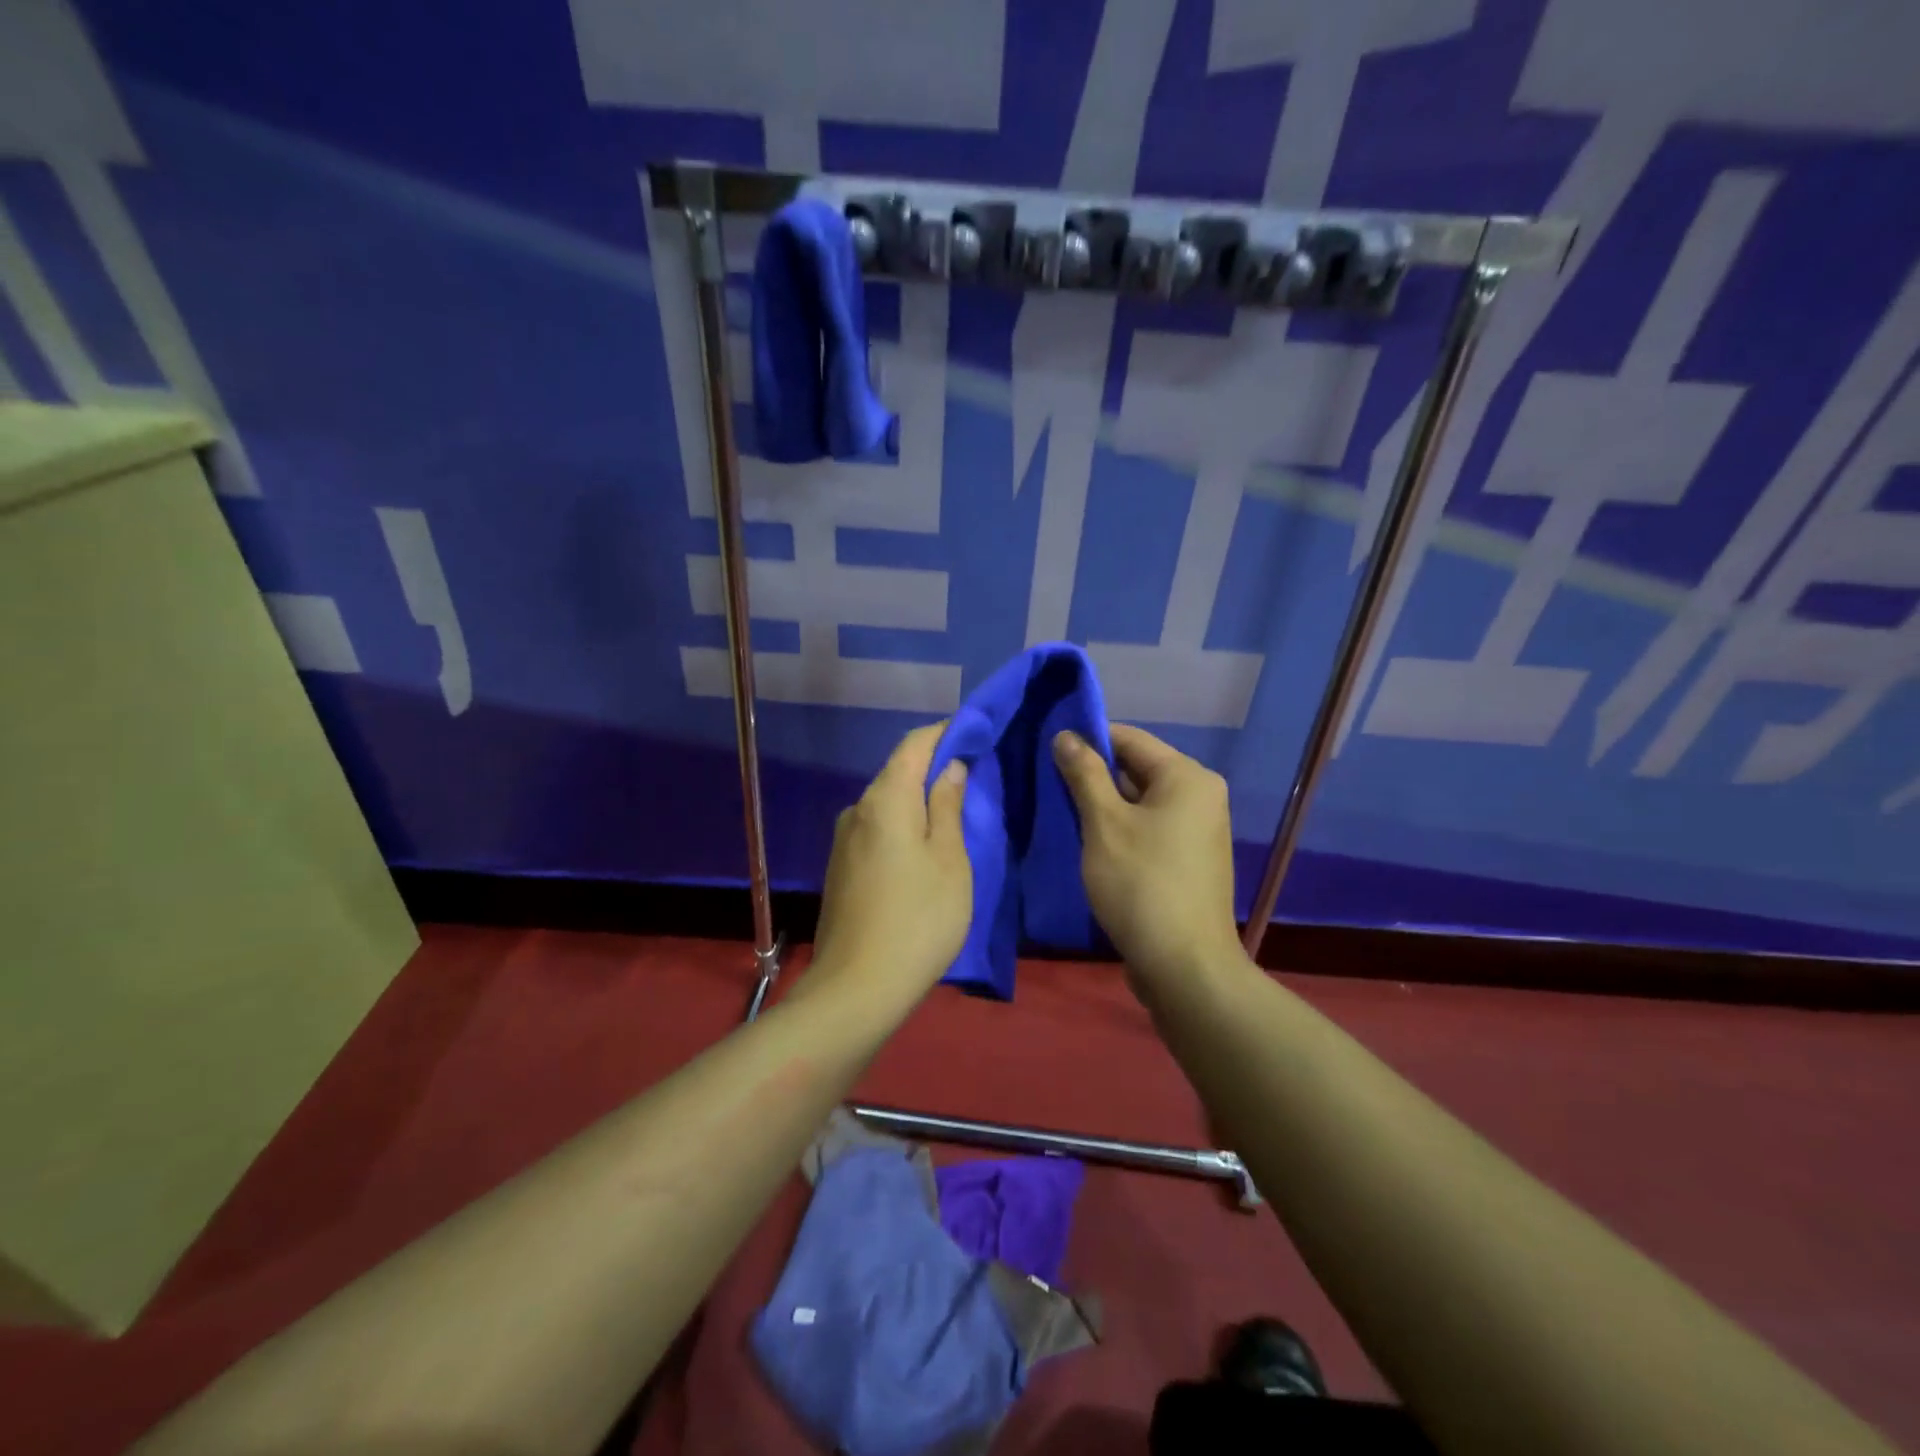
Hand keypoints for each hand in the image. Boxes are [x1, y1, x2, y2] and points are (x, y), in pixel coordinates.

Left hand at [808, 722, 971, 1007]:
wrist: (857, 988)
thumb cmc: (918, 919)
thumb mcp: (950, 860)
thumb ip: (948, 806)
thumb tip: (949, 767)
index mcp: (885, 799)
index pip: (914, 744)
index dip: (946, 732)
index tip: (976, 734)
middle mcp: (857, 809)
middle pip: (898, 772)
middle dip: (935, 767)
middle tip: (975, 777)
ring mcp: (843, 839)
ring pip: (887, 803)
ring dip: (919, 800)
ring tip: (955, 815)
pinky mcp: (840, 867)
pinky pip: (877, 829)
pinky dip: (903, 825)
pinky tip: (924, 848)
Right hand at [1053, 724, 1244, 991]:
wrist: (1184, 966)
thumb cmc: (1141, 884)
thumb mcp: (1104, 823)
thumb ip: (1084, 773)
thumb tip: (1066, 735)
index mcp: (1187, 777)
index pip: (1129, 738)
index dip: (1087, 739)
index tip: (1047, 750)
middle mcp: (1200, 795)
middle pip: (1137, 769)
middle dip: (1093, 775)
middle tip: (1047, 784)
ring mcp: (1198, 830)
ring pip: (1140, 801)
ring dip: (1103, 805)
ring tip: (1061, 812)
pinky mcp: (1189, 860)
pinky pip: (1149, 828)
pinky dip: (1121, 829)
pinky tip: (1089, 843)